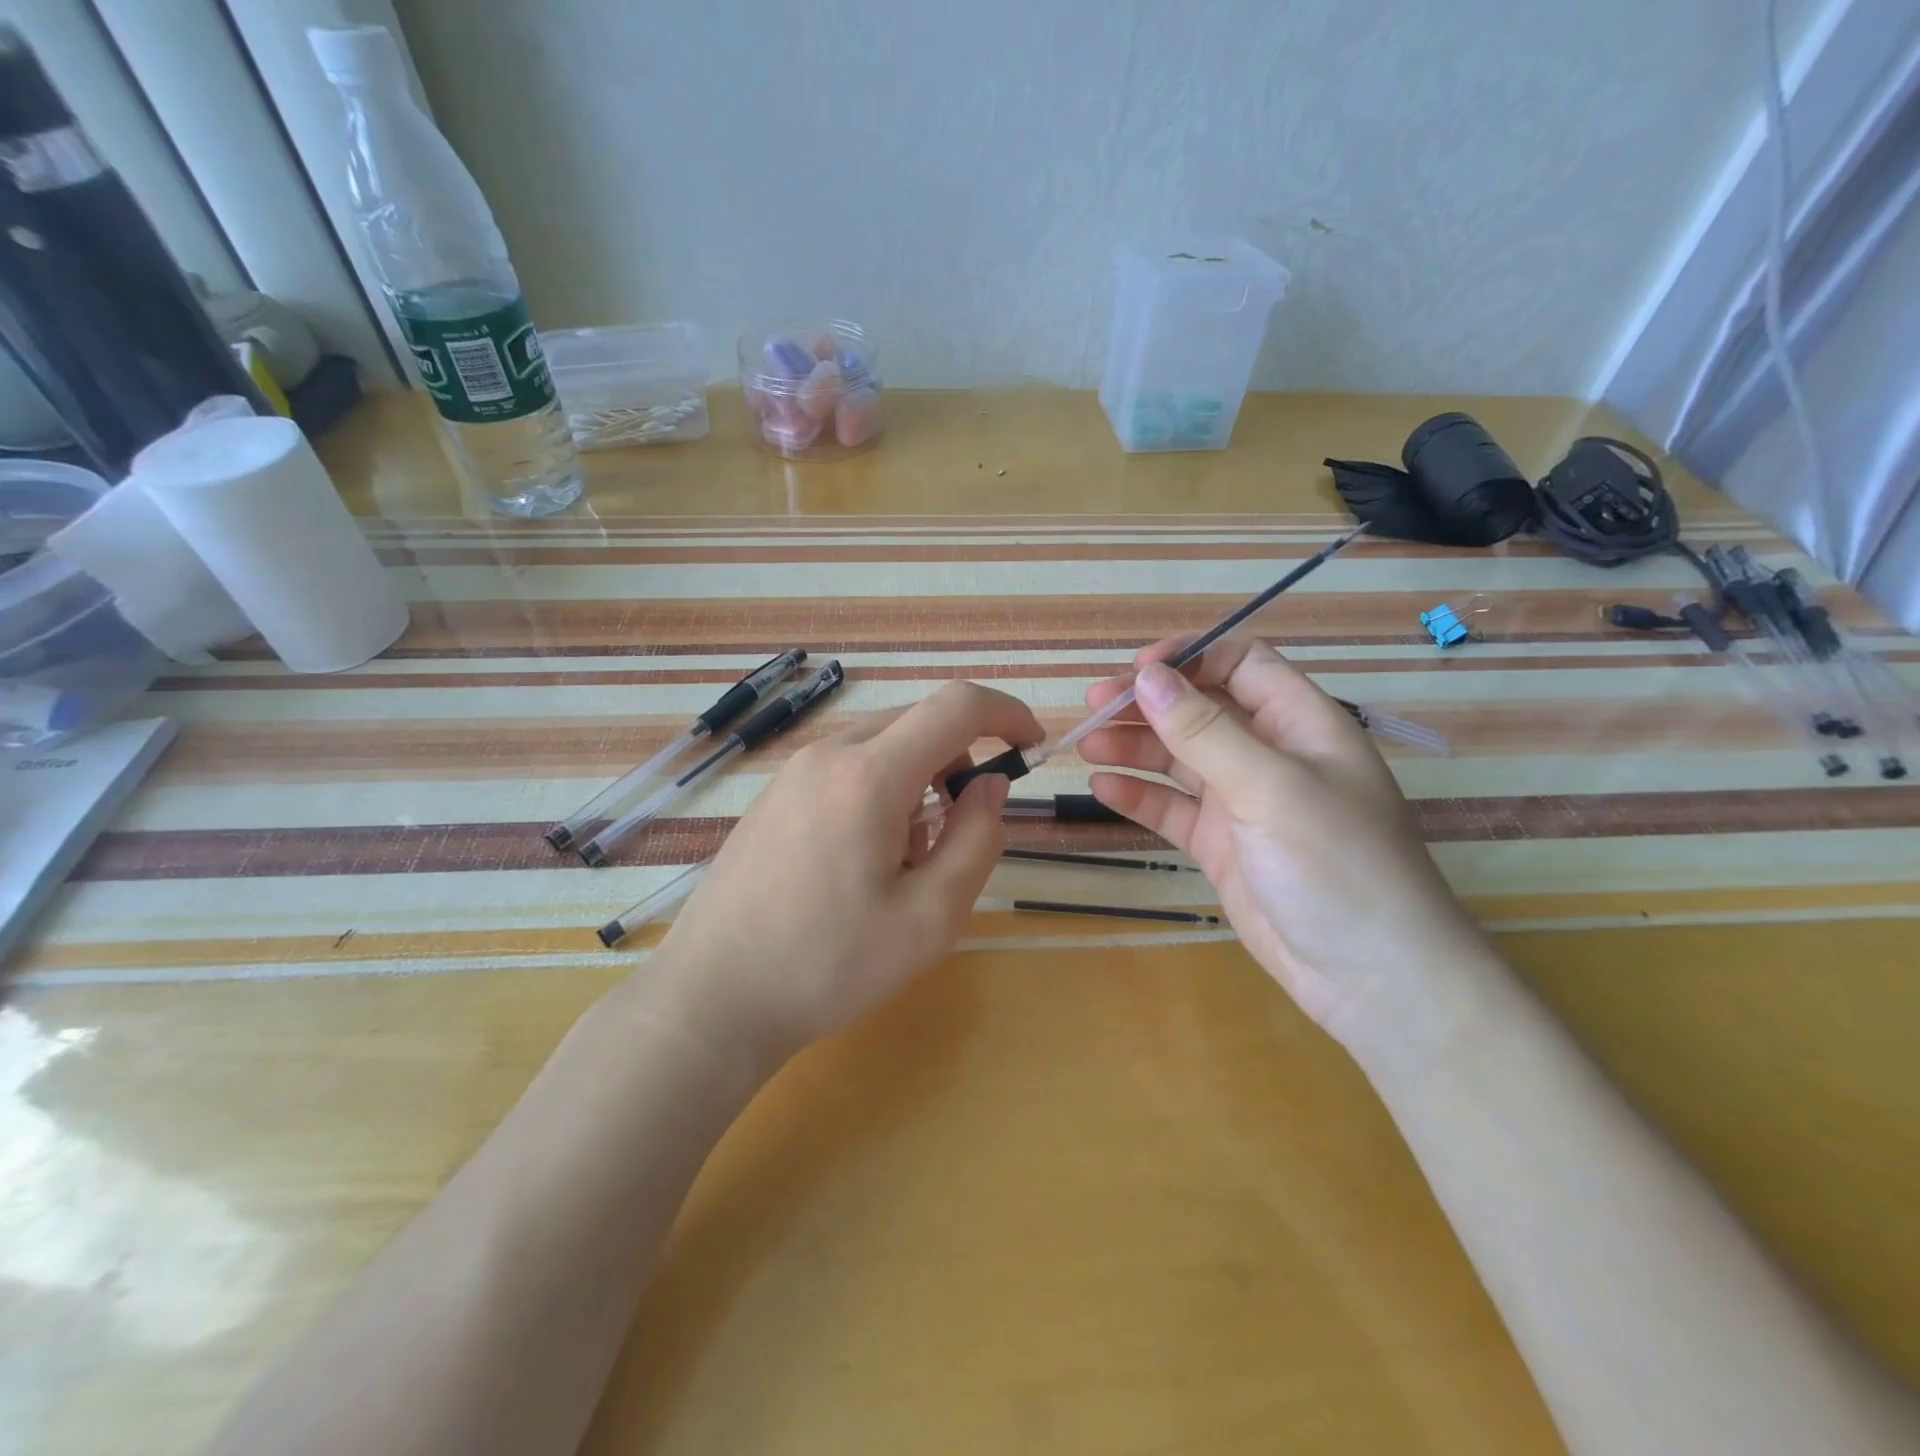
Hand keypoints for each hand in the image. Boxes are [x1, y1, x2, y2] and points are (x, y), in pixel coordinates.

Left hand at [639, 681, 1039, 1078]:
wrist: (713, 996)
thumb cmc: (829, 964)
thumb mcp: (930, 917)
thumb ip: (977, 839)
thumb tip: (989, 786)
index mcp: (870, 774)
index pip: (957, 706)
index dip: (1007, 714)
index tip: (1033, 747)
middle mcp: (828, 754)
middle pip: (919, 723)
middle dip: (961, 761)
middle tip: (962, 832)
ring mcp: (793, 771)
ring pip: (883, 747)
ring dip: (919, 782)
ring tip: (906, 861)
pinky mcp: (774, 795)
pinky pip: (847, 768)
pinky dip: (880, 792)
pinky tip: (861, 861)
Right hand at [1078, 635, 1497, 1055]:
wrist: (1369, 977)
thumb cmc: (1334, 864)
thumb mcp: (1268, 787)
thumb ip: (1204, 731)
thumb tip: (1148, 676)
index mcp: (1300, 723)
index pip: (1242, 664)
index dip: (1190, 657)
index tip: (1137, 669)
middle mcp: (1270, 755)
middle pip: (1201, 709)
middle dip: (1148, 703)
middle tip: (1093, 705)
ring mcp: (1243, 802)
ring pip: (1180, 759)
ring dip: (1135, 747)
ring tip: (1088, 745)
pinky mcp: (1221, 845)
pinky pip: (1173, 809)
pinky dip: (1139, 796)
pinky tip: (1103, 788)